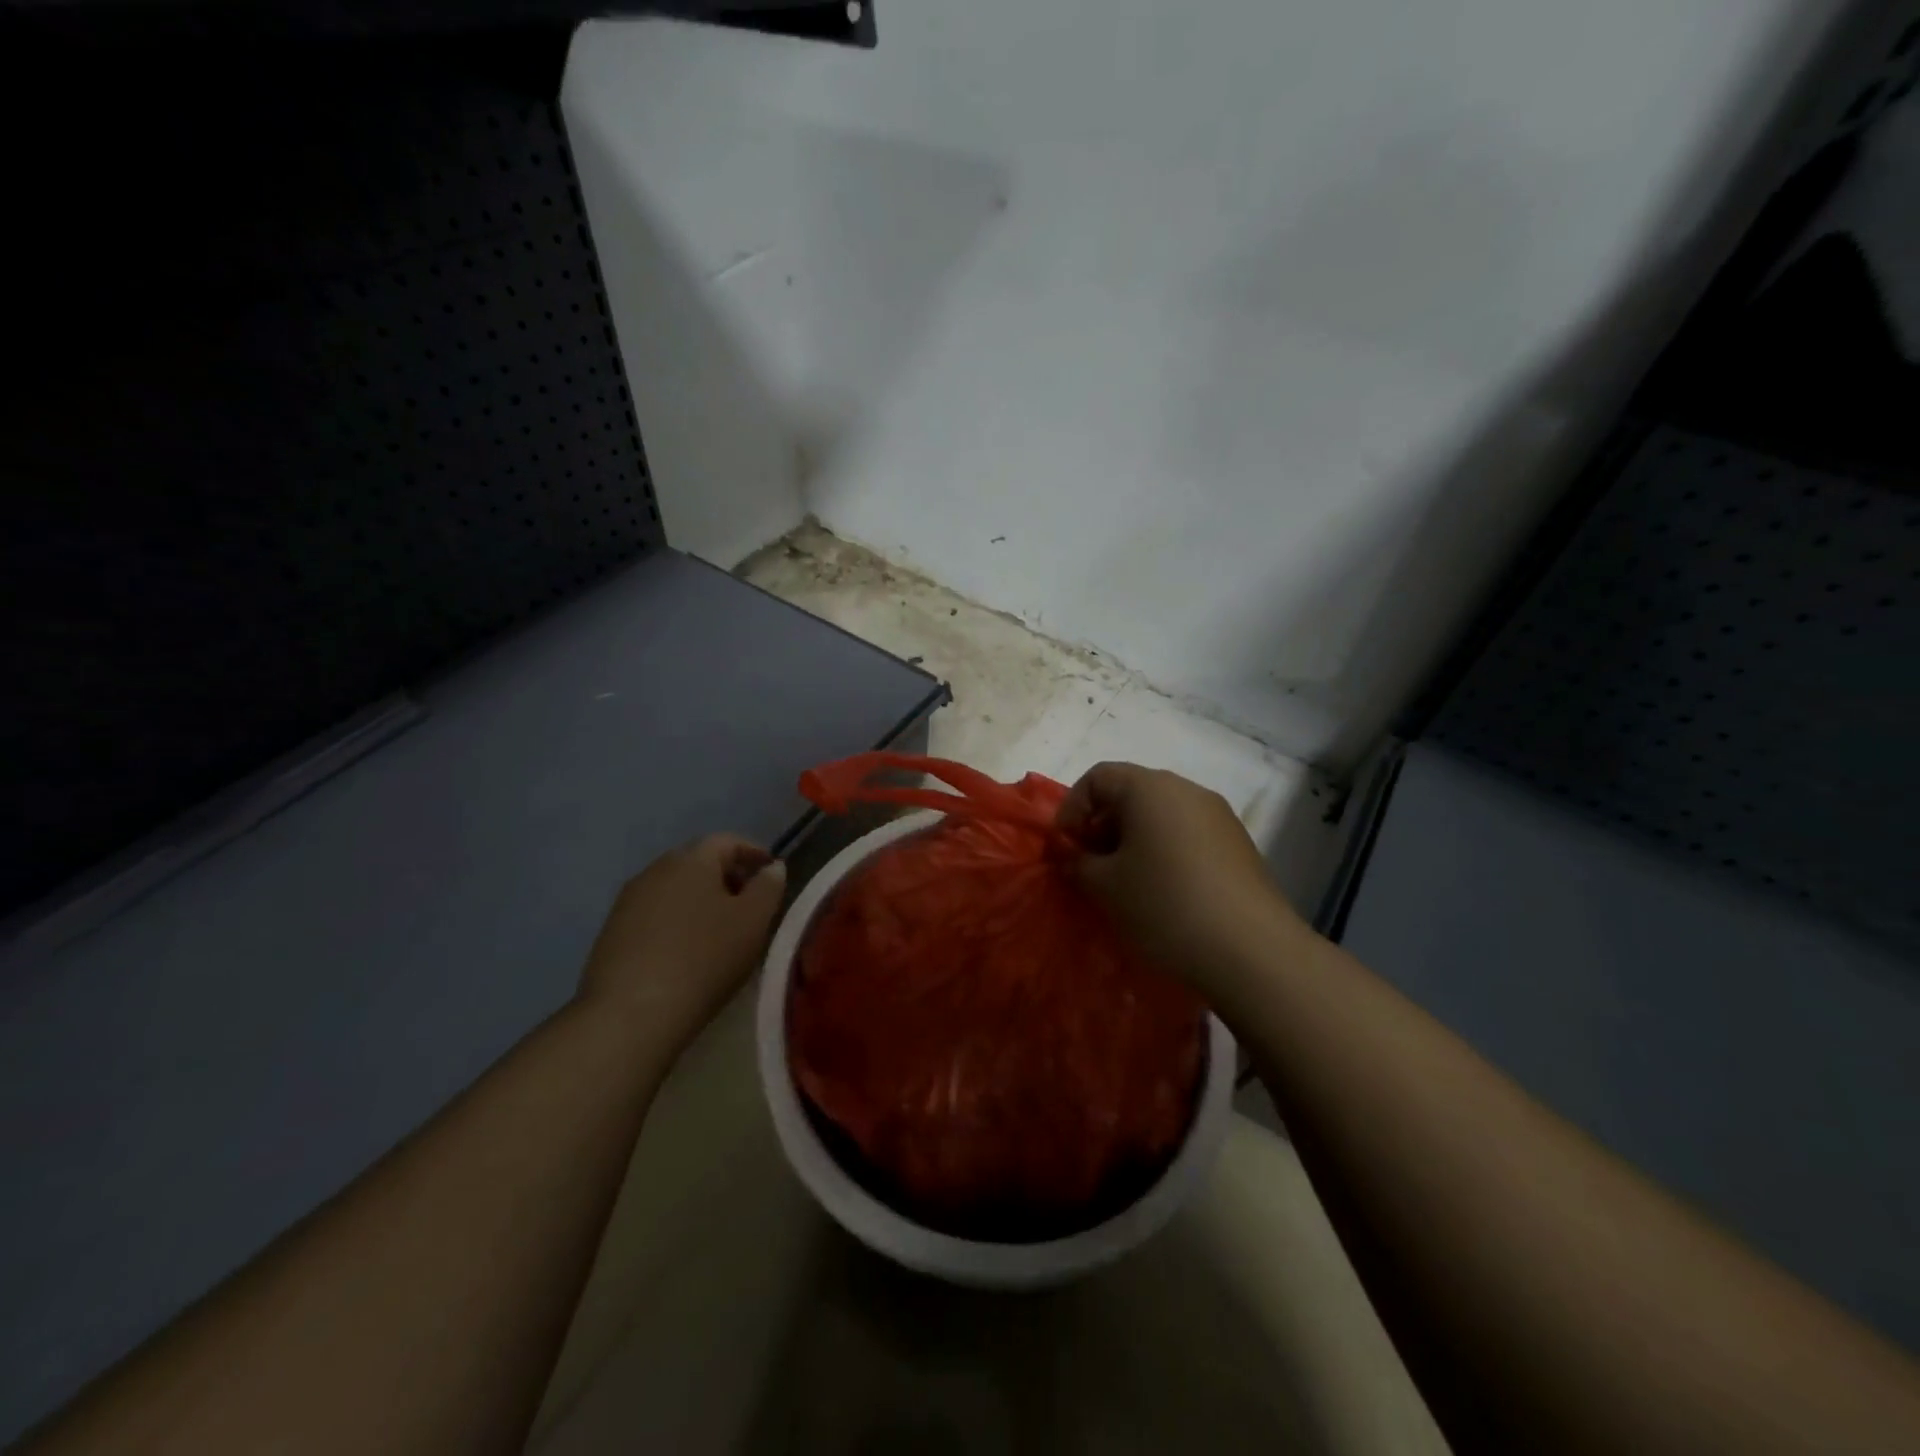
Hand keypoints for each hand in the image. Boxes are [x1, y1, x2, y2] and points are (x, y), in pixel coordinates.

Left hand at [576, 835, 787, 1050]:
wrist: (631, 1014)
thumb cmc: (704, 959)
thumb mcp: (753, 921)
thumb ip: (768, 887)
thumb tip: (772, 867)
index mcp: (692, 859)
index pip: (728, 841)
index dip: (754, 854)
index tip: (772, 876)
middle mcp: (656, 869)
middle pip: (699, 862)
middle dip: (727, 877)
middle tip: (749, 906)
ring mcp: (628, 900)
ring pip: (675, 888)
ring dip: (700, 901)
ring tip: (720, 931)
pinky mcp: (612, 931)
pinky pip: (654, 914)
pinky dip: (676, 921)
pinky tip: (686, 951)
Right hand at [1057, 762, 1306, 1002]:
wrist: (1251, 950)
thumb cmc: (1164, 905)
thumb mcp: (1104, 886)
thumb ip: (1077, 863)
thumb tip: (1071, 855)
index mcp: (1149, 788)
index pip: (1098, 777)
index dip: (1072, 807)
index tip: (1065, 846)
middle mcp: (1186, 790)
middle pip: (1131, 793)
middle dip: (1102, 825)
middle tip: (1090, 866)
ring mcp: (1218, 816)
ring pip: (1161, 816)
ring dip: (1134, 841)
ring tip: (1125, 883)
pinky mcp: (1238, 845)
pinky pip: (1187, 835)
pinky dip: (1164, 852)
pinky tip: (1163, 892)